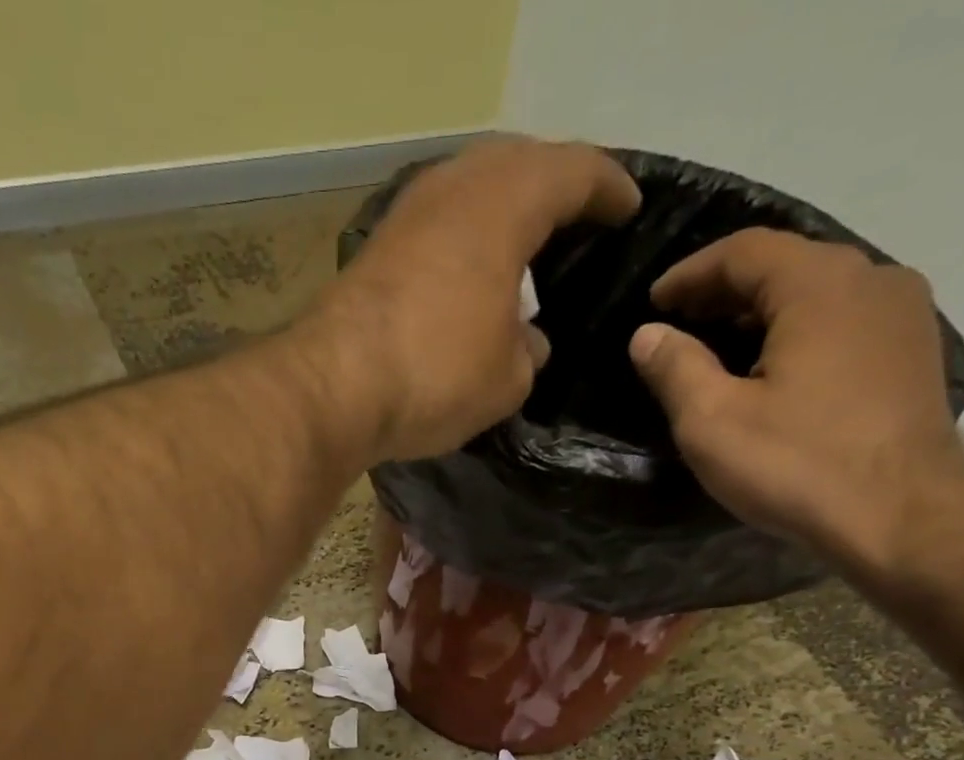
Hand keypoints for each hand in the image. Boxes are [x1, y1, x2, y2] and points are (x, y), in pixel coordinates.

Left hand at [306, 138, 639, 463]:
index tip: (629, 209)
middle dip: (553, 190)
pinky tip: (469, 275)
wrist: (334, 388)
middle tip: (576, 224)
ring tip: (523, 248)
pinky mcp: (376, 250)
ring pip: (471, 193)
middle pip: (519, 166)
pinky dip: (463, 243)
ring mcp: (409, 214)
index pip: (577, 172)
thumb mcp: (508, 377)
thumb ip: (529, 351)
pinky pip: (438, 229)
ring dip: (501, 214)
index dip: (609, 190)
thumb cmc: (437, 373)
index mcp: (508, 199)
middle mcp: (457, 186)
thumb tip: (526, 341)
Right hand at [628, 228, 963, 565]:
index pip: (745, 251)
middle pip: (787, 264)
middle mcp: (872, 278)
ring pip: (820, 292)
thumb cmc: (796, 464)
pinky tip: (779, 367)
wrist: (900, 515)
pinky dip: (801, 329)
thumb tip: (648, 335)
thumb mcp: (713, 421)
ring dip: (766, 310)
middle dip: (727, 289)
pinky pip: (845, 320)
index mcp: (819, 285)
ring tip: (723, 344)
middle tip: (682, 321)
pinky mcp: (913, 352)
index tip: (654, 301)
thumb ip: (676, 369)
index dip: (691, 272)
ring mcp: (903, 314)